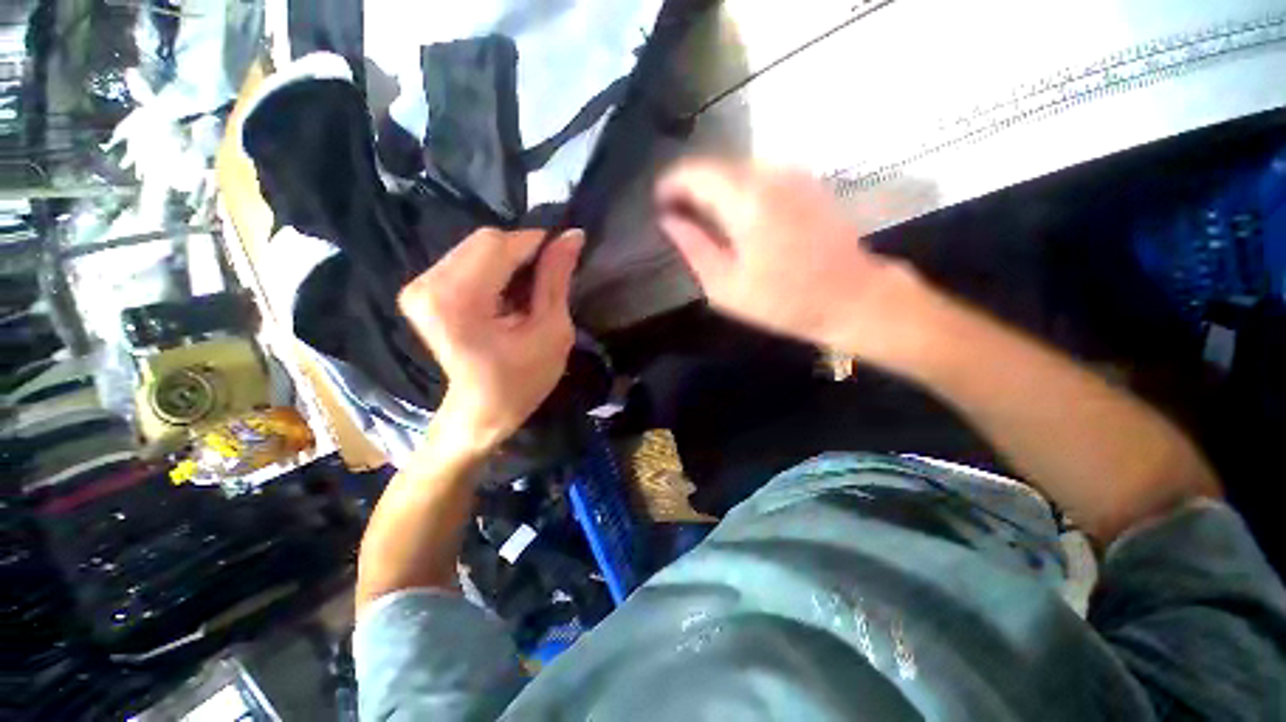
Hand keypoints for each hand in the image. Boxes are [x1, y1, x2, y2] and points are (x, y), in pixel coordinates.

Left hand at [398, 228, 583, 453]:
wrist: (481, 412)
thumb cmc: (522, 381)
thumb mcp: (551, 331)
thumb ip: (556, 279)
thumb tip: (572, 235)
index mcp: (458, 301)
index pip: (500, 245)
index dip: (537, 243)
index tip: (565, 254)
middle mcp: (427, 285)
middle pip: (485, 241)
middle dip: (523, 254)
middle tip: (547, 282)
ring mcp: (418, 287)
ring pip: (476, 247)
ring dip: (510, 262)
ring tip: (527, 294)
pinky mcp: (421, 290)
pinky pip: (467, 260)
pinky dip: (494, 270)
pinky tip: (507, 295)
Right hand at [656, 158, 926, 364]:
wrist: (851, 297)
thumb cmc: (783, 300)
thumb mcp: (725, 285)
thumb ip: (693, 248)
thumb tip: (668, 221)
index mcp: (747, 201)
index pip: (696, 174)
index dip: (671, 184)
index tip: (658, 202)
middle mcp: (770, 175)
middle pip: (717, 167)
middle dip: (692, 186)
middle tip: (677, 214)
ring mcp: (794, 175)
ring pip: (739, 169)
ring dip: (716, 187)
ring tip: (703, 216)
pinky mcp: (808, 182)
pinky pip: (761, 175)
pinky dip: (740, 189)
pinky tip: (736, 215)